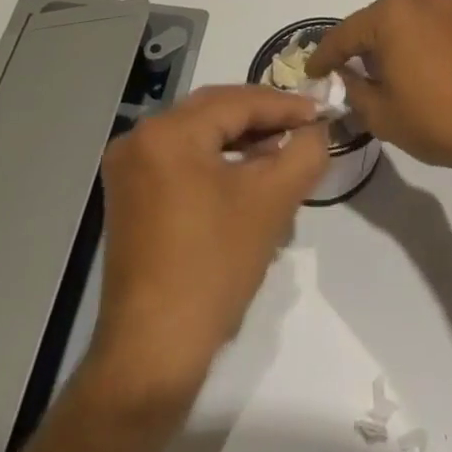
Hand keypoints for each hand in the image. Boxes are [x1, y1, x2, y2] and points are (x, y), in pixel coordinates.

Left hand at [83, 85, 327, 418]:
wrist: (155, 350)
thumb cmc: (215, 265)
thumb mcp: (274, 200)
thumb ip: (306, 150)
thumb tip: (317, 129)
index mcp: (168, 132)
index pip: (238, 101)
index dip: (286, 105)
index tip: (322, 112)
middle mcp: (140, 140)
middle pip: (216, 113)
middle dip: (264, 120)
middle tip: (306, 128)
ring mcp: (129, 170)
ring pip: (201, 137)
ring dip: (245, 143)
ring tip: (285, 155)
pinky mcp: (130, 198)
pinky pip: (184, 162)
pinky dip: (220, 163)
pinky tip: (251, 180)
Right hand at [307, 0, 451, 182]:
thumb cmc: (435, 119)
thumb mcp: (380, 112)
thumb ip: (354, 88)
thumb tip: (347, 75)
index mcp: (392, 15)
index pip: (345, 34)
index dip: (325, 56)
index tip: (312, 72)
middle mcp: (422, 0)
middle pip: (377, 22)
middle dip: (360, 46)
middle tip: (344, 71)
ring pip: (407, 23)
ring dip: (391, 44)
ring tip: (381, 72)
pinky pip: (433, 28)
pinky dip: (418, 44)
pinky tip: (416, 69)